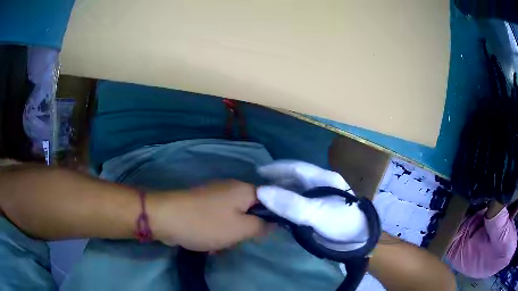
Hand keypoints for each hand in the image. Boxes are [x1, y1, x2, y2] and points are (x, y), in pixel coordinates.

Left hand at [149, 180, 266, 250]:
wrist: (166, 217)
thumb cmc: (206, 224)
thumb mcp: (240, 229)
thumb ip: (261, 226)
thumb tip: (274, 223)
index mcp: (244, 189)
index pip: (270, 199)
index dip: (271, 217)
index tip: (264, 233)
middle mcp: (231, 188)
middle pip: (251, 210)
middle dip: (246, 228)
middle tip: (238, 240)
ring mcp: (214, 195)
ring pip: (234, 217)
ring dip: (230, 233)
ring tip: (219, 245)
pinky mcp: (202, 203)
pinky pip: (218, 218)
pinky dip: (217, 230)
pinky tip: (208, 242)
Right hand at [256, 161, 367, 243]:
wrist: (358, 242)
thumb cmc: (341, 223)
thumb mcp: (317, 213)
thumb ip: (291, 204)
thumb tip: (262, 192)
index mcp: (324, 179)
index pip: (296, 167)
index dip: (277, 168)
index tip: (258, 173)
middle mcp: (320, 185)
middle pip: (294, 179)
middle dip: (276, 182)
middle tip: (257, 190)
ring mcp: (319, 198)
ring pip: (295, 191)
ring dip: (280, 194)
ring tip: (264, 201)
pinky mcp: (318, 211)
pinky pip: (297, 204)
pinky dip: (285, 206)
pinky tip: (276, 212)